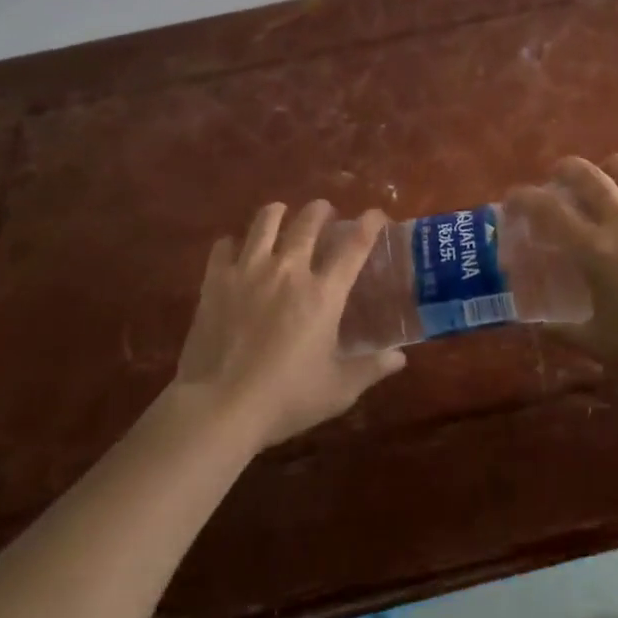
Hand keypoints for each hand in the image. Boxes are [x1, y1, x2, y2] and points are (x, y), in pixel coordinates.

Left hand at [173, 201, 405, 447]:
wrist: (219, 408)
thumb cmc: (285, 399)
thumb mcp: (337, 390)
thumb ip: (371, 369)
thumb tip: (400, 358)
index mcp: (323, 293)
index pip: (354, 246)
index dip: (369, 224)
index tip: (376, 214)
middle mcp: (289, 271)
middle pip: (308, 222)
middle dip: (320, 210)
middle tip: (324, 212)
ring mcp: (250, 271)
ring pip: (265, 222)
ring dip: (278, 213)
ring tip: (281, 214)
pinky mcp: (217, 281)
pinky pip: (224, 246)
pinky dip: (233, 242)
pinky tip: (235, 249)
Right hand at [510, 155, 617, 390]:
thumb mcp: (599, 344)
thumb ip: (561, 327)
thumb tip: (534, 320)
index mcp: (596, 249)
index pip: (547, 208)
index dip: (523, 197)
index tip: (513, 199)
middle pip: (586, 173)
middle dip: (563, 170)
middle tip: (559, 182)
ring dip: (608, 172)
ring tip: (607, 185)